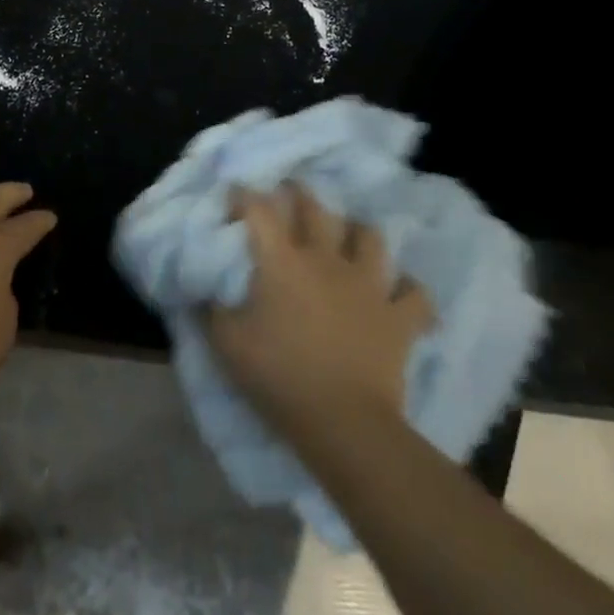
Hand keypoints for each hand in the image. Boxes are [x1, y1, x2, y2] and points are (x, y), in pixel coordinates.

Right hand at [207, 185, 433, 439]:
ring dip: (358, 232)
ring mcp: (367, 284)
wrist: (344, 423)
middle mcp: (325, 259)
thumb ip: (210, 311)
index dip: (245, 196)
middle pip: (315, 209)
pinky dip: (408, 289)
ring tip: (350, 235)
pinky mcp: (398, 315)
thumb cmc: (280, 376)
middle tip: (292, 191)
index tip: (235, 194)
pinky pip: (414, 292)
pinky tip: (399, 291)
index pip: (259, 210)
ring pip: (369, 237)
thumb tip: (199, 291)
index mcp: (282, 261)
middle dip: (300, 194)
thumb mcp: (228, 345)